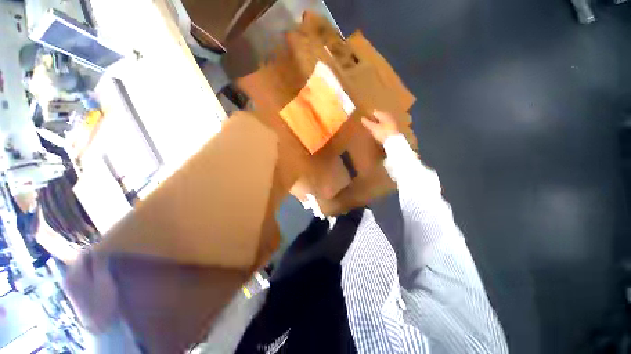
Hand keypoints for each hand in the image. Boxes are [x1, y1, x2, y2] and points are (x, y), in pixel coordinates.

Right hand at [361, 110, 398, 144]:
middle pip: (379, 116)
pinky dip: (382, 127)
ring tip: (373, 129)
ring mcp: (392, 121)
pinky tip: (379, 132)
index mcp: (383, 114)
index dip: (369, 116)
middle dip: (374, 119)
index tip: (365, 121)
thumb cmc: (382, 133)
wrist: (394, 141)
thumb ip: (367, 123)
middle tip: (368, 125)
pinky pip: (386, 125)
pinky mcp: (394, 127)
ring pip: (383, 120)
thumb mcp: (373, 128)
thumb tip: (362, 118)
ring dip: (378, 123)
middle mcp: (389, 116)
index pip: (374, 112)